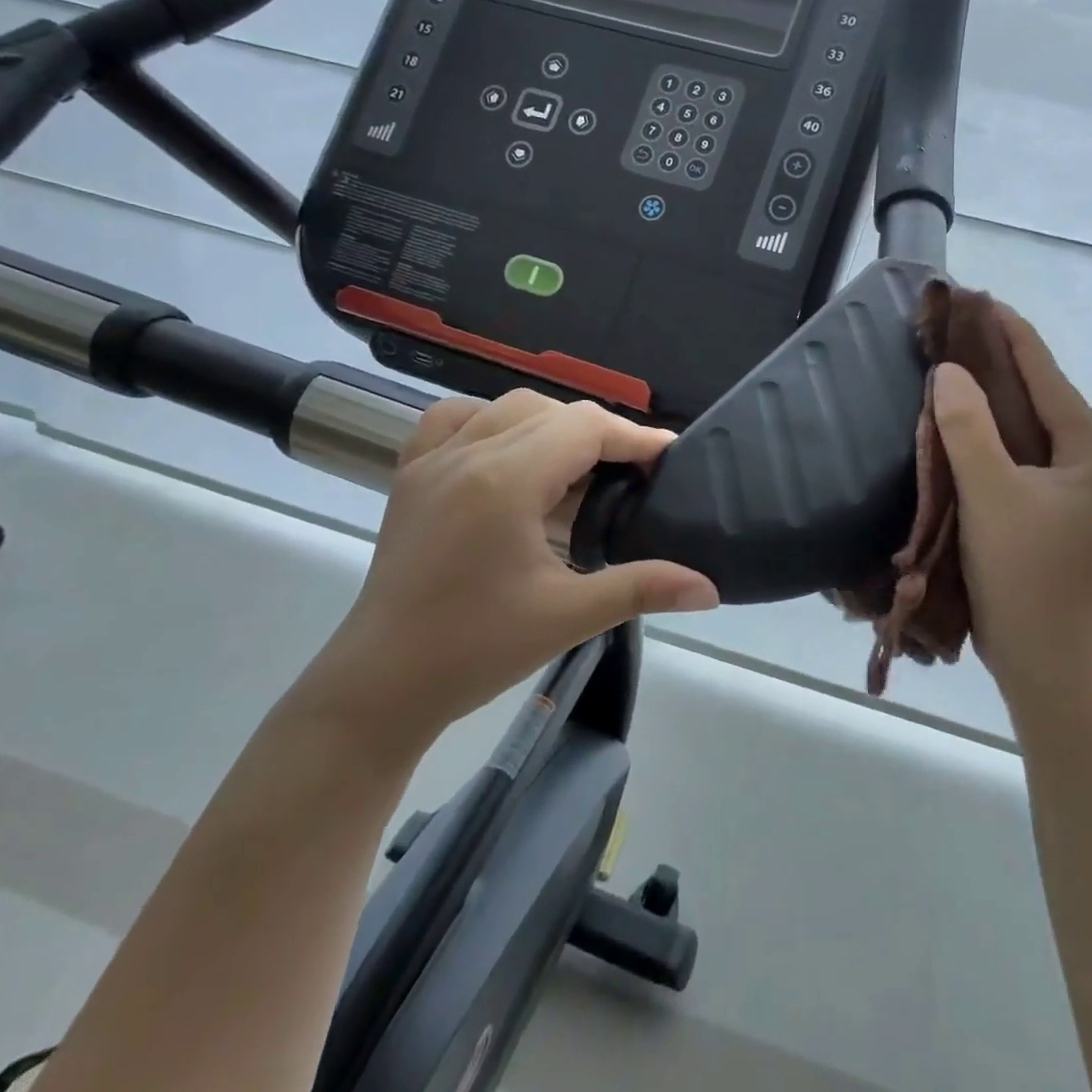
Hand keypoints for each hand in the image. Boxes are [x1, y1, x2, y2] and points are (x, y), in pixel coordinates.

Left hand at [305, 390, 718, 761]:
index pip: (584, 429)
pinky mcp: (411, 475)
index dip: (633, 437)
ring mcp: (433, 460)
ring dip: (550, 424)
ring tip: (576, 467)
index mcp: (506, 481)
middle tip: (631, 473)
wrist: (382, 684)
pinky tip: (507, 453)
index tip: (669, 454)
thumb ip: (642, 588)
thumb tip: (709, 587)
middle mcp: (468, 453)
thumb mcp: (567, 617)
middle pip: (551, 411)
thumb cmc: (476, 650)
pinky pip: (454, 419)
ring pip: (507, 408)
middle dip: (600, 434)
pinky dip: (492, 422)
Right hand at [931, 305, 1091, 704]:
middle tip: (962, 330)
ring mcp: (1073, 494)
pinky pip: (1020, 458)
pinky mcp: (1051, 516)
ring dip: (998, 398)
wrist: (1044, 659)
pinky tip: (965, 430)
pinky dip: (993, 436)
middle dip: (1005, 361)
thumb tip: (950, 372)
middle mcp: (1091, 466)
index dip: (1014, 335)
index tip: (981, 300)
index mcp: (1090, 454)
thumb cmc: (1024, 573)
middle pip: (1044, 398)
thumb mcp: (991, 494)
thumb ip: (969, 430)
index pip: (1049, 377)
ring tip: (959, 369)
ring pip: (1031, 429)